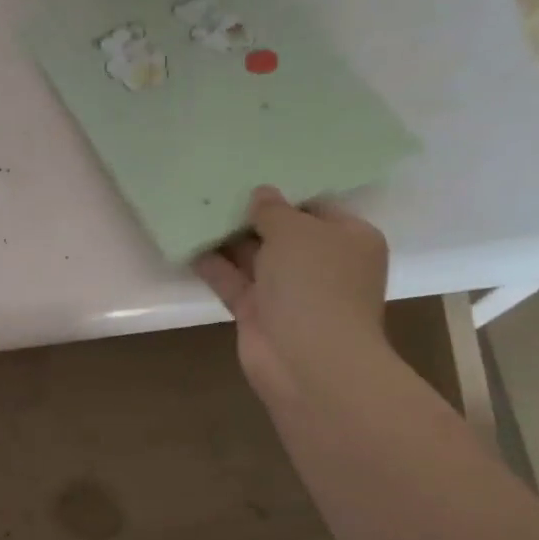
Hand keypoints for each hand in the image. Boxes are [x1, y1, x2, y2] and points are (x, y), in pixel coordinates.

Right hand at [194, 186, 392, 412]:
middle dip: (252, 217)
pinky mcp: (259, 315)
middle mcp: (322, 265)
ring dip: (229, 240)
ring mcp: (290, 293)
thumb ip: (273, 210)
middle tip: (217, 190)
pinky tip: (189, 246)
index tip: (251, 178)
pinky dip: (214, 266)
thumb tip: (261, 195)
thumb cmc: (315, 284)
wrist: (309, 361)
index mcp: (349, 240)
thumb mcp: (296, 231)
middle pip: (283, 234)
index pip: (317, 208)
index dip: (285, 195)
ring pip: (256, 259)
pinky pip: (234, 282)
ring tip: (196, 211)